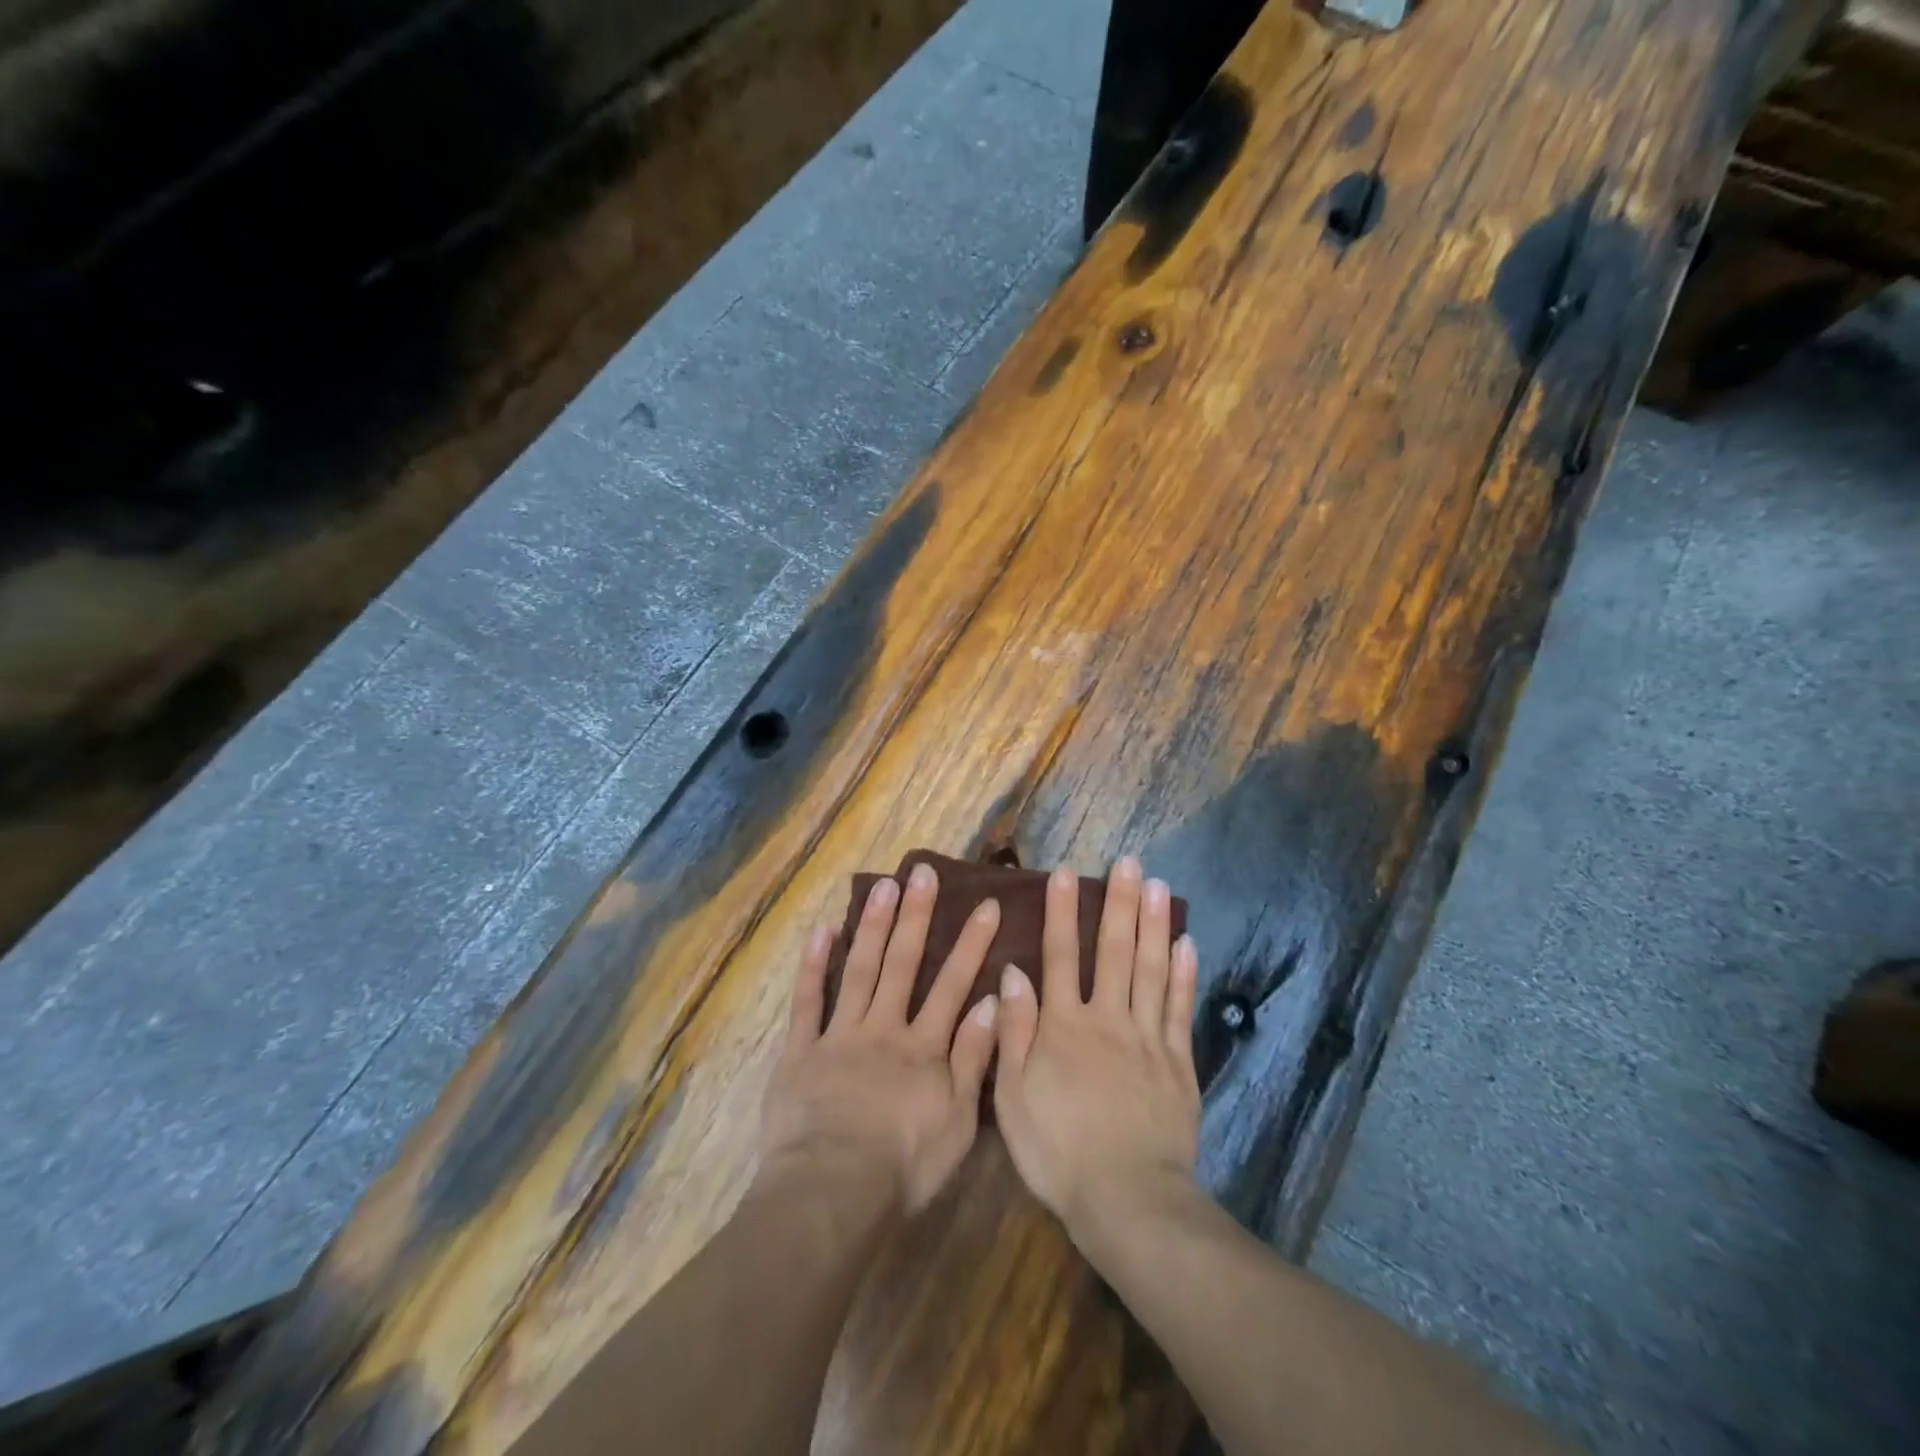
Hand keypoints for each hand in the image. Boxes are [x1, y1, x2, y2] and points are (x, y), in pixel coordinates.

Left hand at [759, 863, 1001, 1214]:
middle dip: (917, 917)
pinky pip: (807, 1003)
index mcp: (923, 1048)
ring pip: (859, 971)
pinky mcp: (801, 1052)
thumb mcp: (957, 1121)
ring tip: (884, 886)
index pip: (953, 986)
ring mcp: (839, 1036)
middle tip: (924, 872)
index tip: (985, 904)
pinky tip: (821, 931)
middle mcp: (883, 1029)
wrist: (832, 1191)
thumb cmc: (903, 1165)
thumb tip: (993, 1002)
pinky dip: (813, 966)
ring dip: (873, 927)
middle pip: (903, 964)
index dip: (971, 944)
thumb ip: (973, 1059)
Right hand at [993, 856, 1200, 1237]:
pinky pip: (1180, 1008)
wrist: (1127, 1199)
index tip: (1065, 873)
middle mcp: (1107, 1018)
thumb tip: (1013, 973)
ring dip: (1154, 924)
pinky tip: (1186, 944)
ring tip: (1159, 885)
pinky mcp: (1178, 1062)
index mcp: (1064, 1026)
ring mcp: (1148, 1038)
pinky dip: (1183, 974)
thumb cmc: (1058, 1150)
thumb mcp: (1013, 1097)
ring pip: (1150, 969)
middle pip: (1114, 951)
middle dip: (1119, 902)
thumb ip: (1014, 1032)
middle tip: (1129, 861)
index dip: (1061, 912)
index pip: (1060, 956)